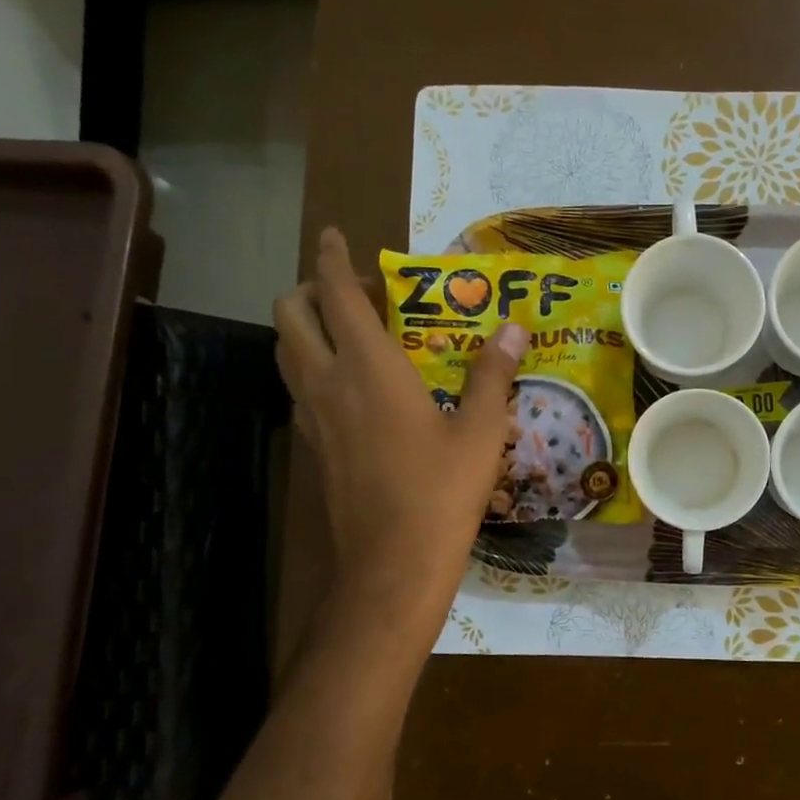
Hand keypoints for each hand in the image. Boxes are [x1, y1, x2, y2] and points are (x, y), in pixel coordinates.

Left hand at [274, 227, 524, 625]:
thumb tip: (513, 327)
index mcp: (368, 368)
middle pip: (290, 314)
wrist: (392, 564)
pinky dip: (311, 366)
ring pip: (286, 352)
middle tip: (354, 293)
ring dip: (305, 327)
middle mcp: (327, 382)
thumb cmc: (442, 492)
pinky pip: (298, 388)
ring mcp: (311, 417)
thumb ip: (493, 374)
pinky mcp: (312, 447)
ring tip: (348, 331)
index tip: (335, 235)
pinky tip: (350, 388)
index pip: (337, 294)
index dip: (332, 257)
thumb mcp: (481, 431)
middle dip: (311, 289)